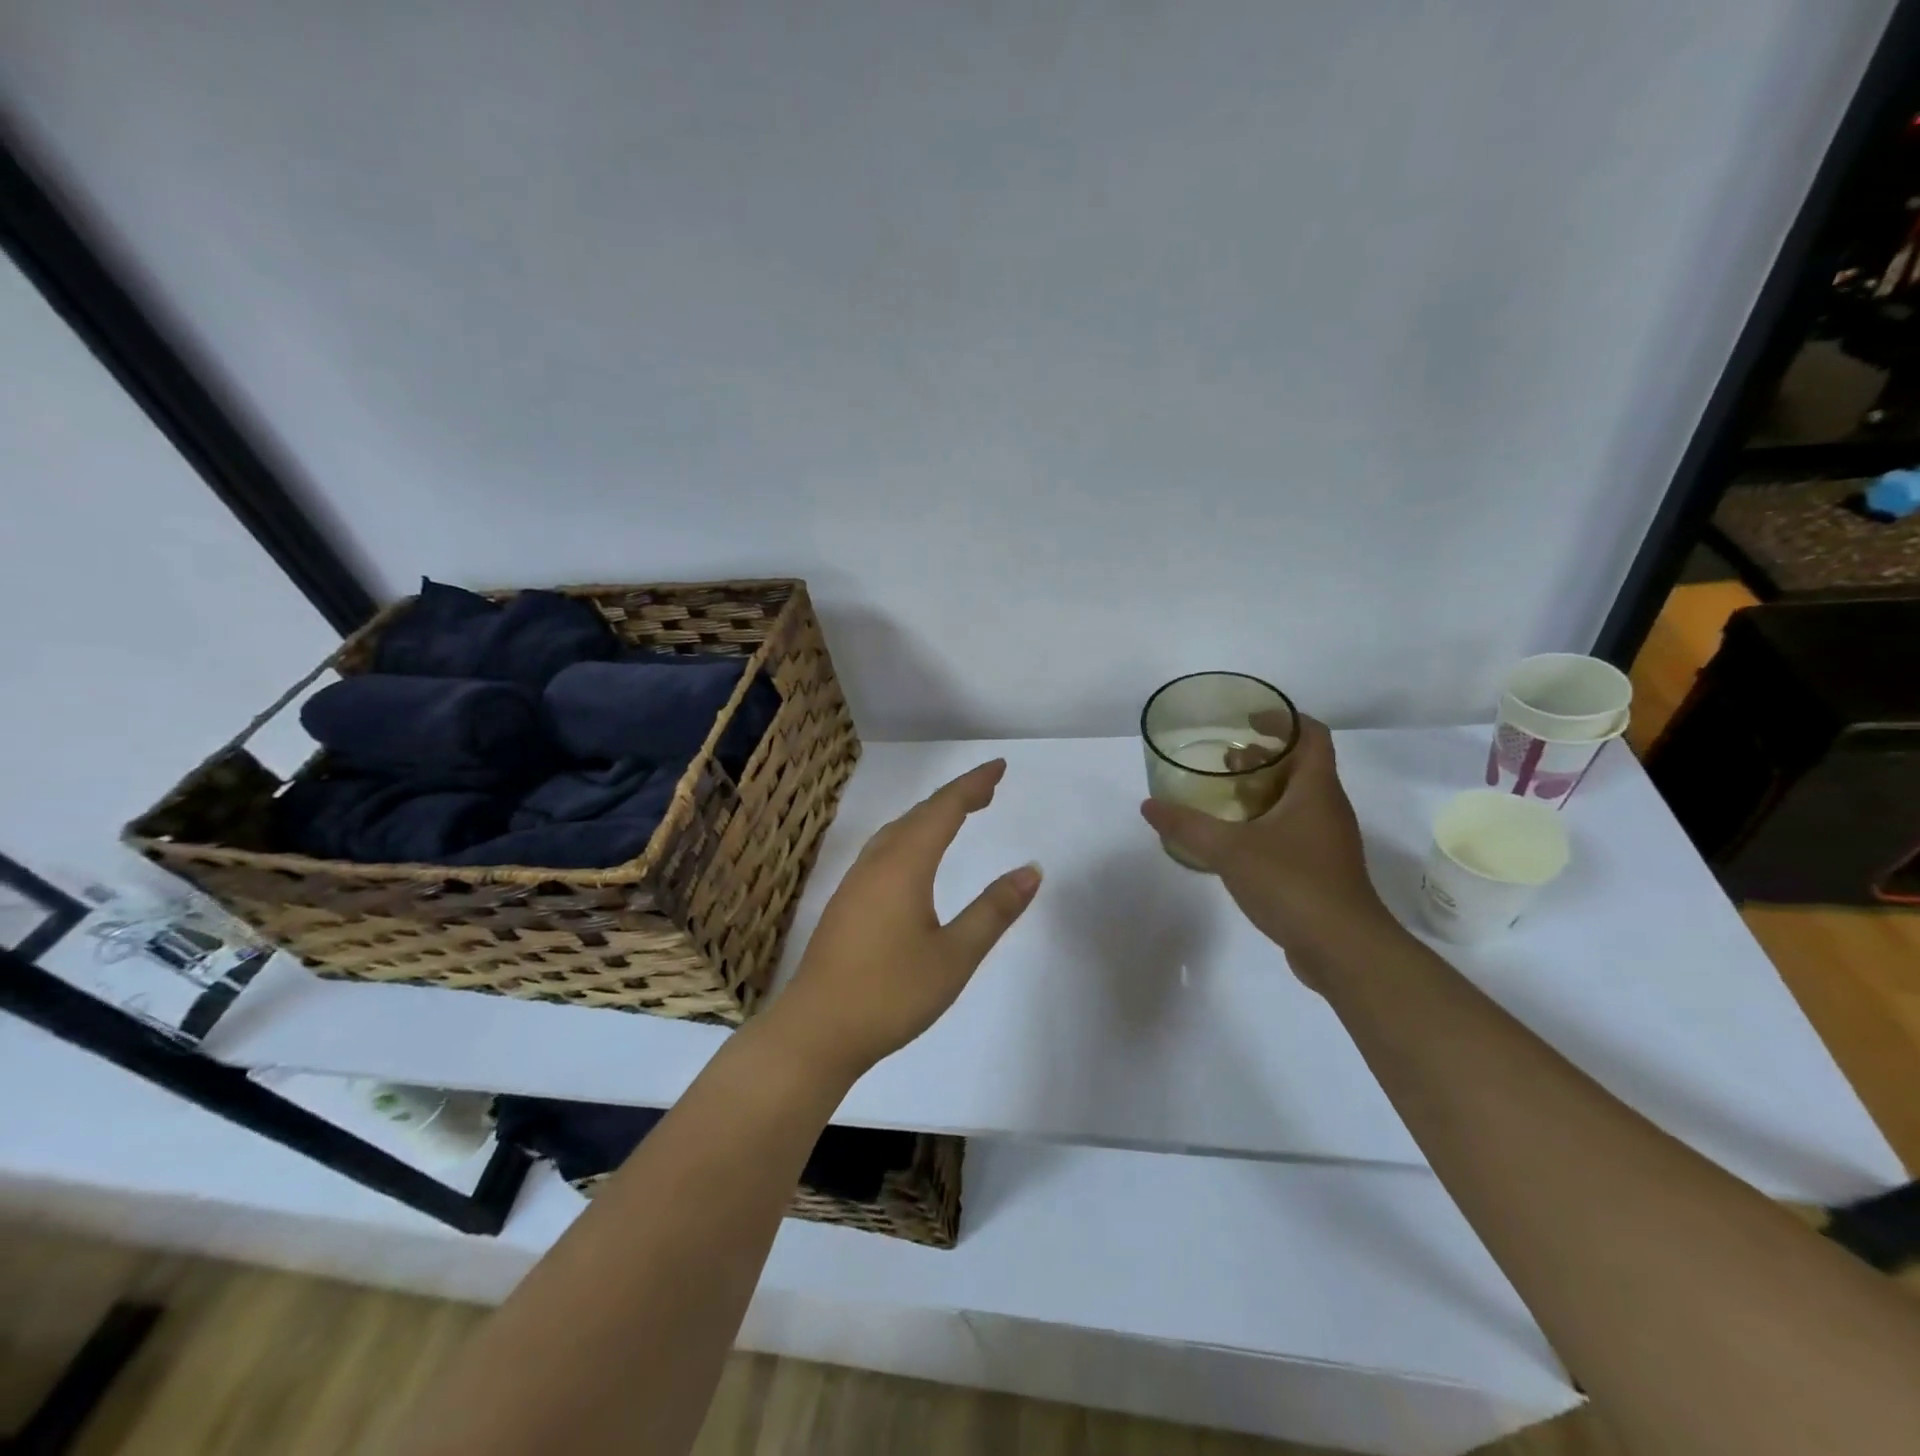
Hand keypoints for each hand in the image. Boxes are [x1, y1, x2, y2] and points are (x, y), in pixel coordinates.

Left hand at [764, 760, 1041, 1079]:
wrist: (815, 1031)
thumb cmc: (891, 993)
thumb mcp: (954, 956)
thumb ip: (993, 910)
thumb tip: (1031, 870)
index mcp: (904, 865)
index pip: (944, 809)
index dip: (973, 785)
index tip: (999, 767)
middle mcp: (876, 863)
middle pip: (919, 815)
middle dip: (955, 798)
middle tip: (988, 791)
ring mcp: (855, 882)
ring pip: (897, 832)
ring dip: (930, 817)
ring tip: (958, 816)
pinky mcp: (844, 903)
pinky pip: (884, 850)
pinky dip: (910, 837)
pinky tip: (914, 859)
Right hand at [1140, 714, 1386, 983]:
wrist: (1344, 950)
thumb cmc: (1293, 884)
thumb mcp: (1230, 850)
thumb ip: (1187, 826)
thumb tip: (1149, 805)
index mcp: (1315, 790)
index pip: (1311, 735)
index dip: (1282, 719)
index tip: (1248, 720)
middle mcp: (1326, 808)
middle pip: (1300, 767)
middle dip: (1263, 758)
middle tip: (1224, 761)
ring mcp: (1327, 841)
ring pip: (1295, 801)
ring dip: (1262, 792)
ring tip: (1223, 798)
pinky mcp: (1321, 869)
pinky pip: (1292, 831)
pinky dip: (1265, 824)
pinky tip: (1235, 842)